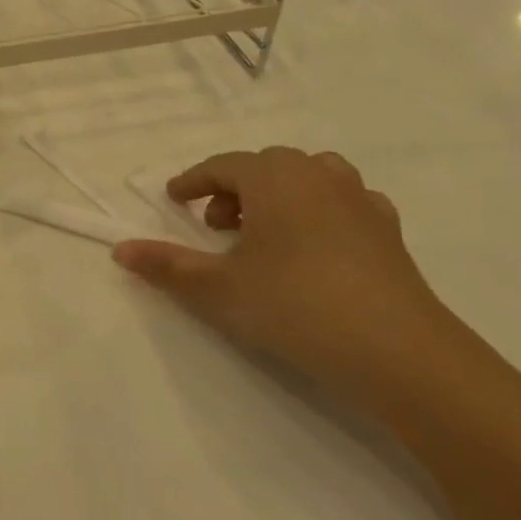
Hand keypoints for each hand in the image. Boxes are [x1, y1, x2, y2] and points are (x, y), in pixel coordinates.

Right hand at [112, 147, 477, 409]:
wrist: (400, 353)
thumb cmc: (296, 306)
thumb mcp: (218, 288)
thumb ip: (166, 266)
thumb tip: (120, 250)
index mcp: (273, 178)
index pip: (222, 166)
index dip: (193, 182)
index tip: (174, 199)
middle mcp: (317, 175)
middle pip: (265, 166)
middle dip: (234, 189)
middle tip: (216, 226)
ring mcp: (360, 200)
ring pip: (309, 177)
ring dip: (278, 195)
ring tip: (265, 232)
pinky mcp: (389, 231)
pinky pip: (345, 202)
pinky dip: (322, 211)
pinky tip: (317, 245)